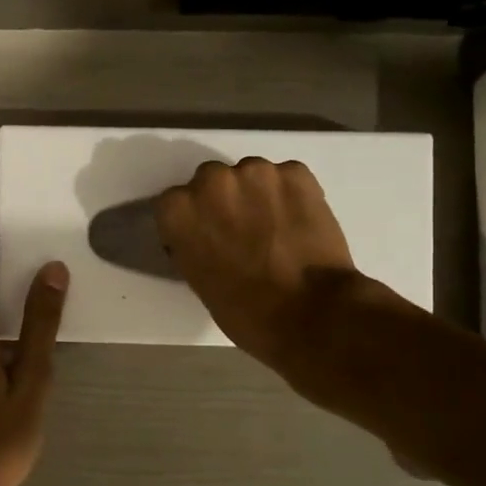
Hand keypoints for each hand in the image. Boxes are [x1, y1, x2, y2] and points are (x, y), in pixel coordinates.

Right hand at [155, 157, 376, 395]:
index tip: (207, 237)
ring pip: (251, 175)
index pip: (175, 203)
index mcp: (178, 210)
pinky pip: (287, 177)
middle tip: (242, 230)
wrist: (310, 313)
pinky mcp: (296, 172)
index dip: (193, 220)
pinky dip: (292, 195)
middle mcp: (211, 180)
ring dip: (258, 194)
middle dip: (223, 200)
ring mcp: (256, 171)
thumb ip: (193, 243)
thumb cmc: (245, 310)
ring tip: (276, 228)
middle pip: (211, 179)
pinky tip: (300, 223)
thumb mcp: (198, 278)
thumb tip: (206, 236)